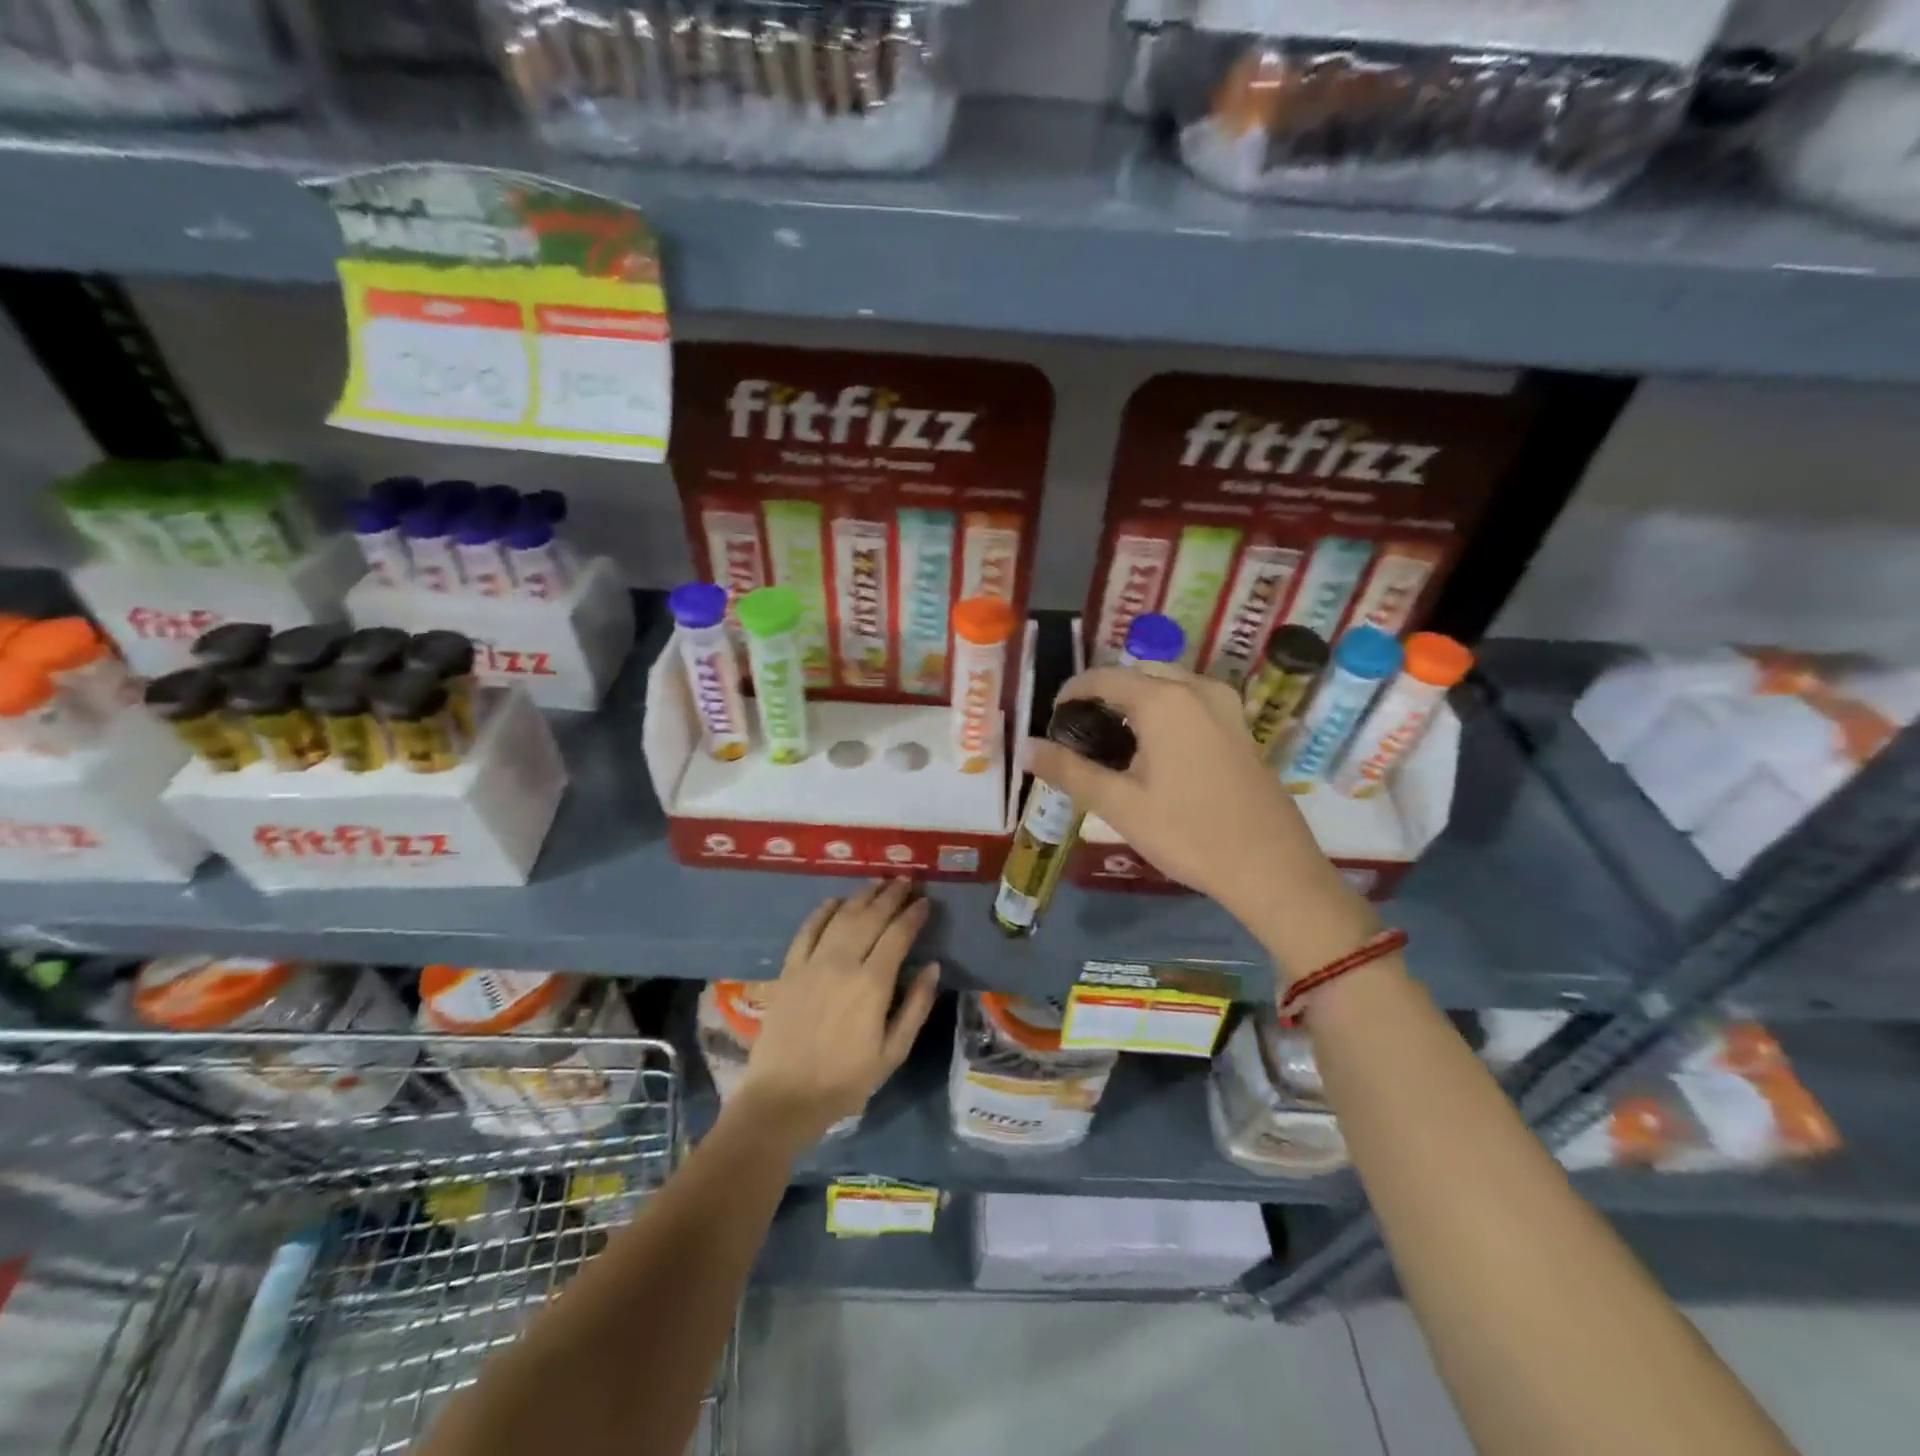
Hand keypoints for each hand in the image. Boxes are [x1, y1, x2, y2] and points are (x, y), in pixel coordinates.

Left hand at [733, 879, 939, 1149]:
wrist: (784, 1097)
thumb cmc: (845, 1080)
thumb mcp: (893, 1053)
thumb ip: (916, 1006)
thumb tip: (932, 967)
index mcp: (873, 984)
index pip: (898, 935)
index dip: (914, 915)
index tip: (926, 902)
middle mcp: (843, 963)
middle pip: (871, 917)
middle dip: (892, 895)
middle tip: (906, 881)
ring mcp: (812, 963)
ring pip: (842, 916)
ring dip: (862, 896)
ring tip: (879, 883)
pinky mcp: (789, 969)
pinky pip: (807, 930)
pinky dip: (822, 911)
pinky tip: (835, 901)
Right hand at [1025, 666, 1376, 969]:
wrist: (1271, 868)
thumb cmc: (1188, 833)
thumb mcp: (1119, 804)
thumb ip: (1068, 770)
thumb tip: (1026, 748)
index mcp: (1164, 700)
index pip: (1103, 677)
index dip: (1072, 692)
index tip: (1053, 719)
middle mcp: (1197, 689)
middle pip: (1137, 675)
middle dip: (1105, 695)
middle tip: (1081, 733)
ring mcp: (1226, 706)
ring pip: (1167, 685)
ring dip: (1136, 702)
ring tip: (1113, 742)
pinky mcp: (1241, 727)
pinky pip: (1191, 701)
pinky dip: (1164, 711)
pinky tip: (1154, 751)